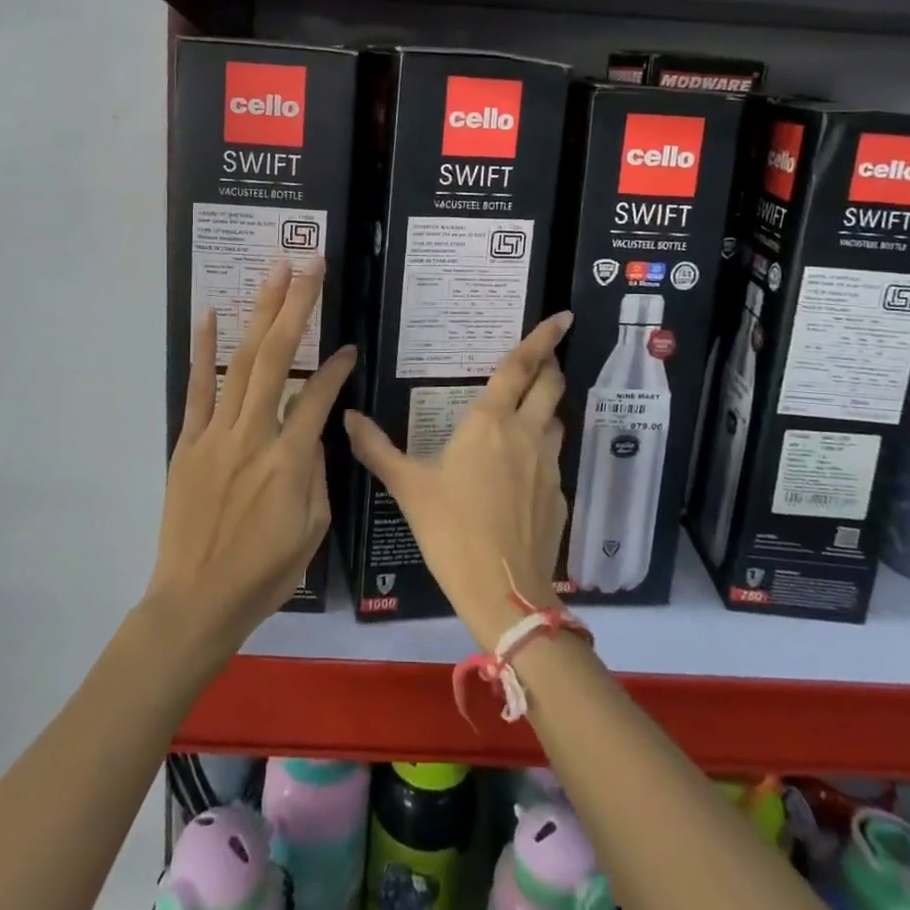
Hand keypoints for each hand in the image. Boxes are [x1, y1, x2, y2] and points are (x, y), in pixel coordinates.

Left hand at [145, 258, 354, 661]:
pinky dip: (203, 349)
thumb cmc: (264, 573)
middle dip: (297, 305)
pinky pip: (196, 388)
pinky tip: (209, 313)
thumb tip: (313, 433)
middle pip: (276, 356)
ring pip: (241, 361)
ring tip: (273, 270)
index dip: (337, 367)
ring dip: (259, 311)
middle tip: (309, 263)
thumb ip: (316, 473)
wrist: (196, 601)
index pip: (319, 395)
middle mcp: (253, 434)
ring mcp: (215, 434)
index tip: (350, 349)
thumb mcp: (312, 530)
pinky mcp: (188, 442)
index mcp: (289, 459)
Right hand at [344, 313, 573, 650]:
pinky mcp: (559, 495)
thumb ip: (376, 448)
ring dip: (545, 408)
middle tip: (539, 360)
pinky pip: (553, 459)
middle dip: (549, 366)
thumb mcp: (408, 487)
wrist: (503, 592)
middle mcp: (527, 434)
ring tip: (524, 414)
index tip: (563, 316)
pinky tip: (520, 473)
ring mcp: (548, 465)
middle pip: (551, 385)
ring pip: (555, 420)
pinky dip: (541, 451)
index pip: (521, 367)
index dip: (543, 338)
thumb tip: (347, 416)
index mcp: (491, 422)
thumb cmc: (451, 530)